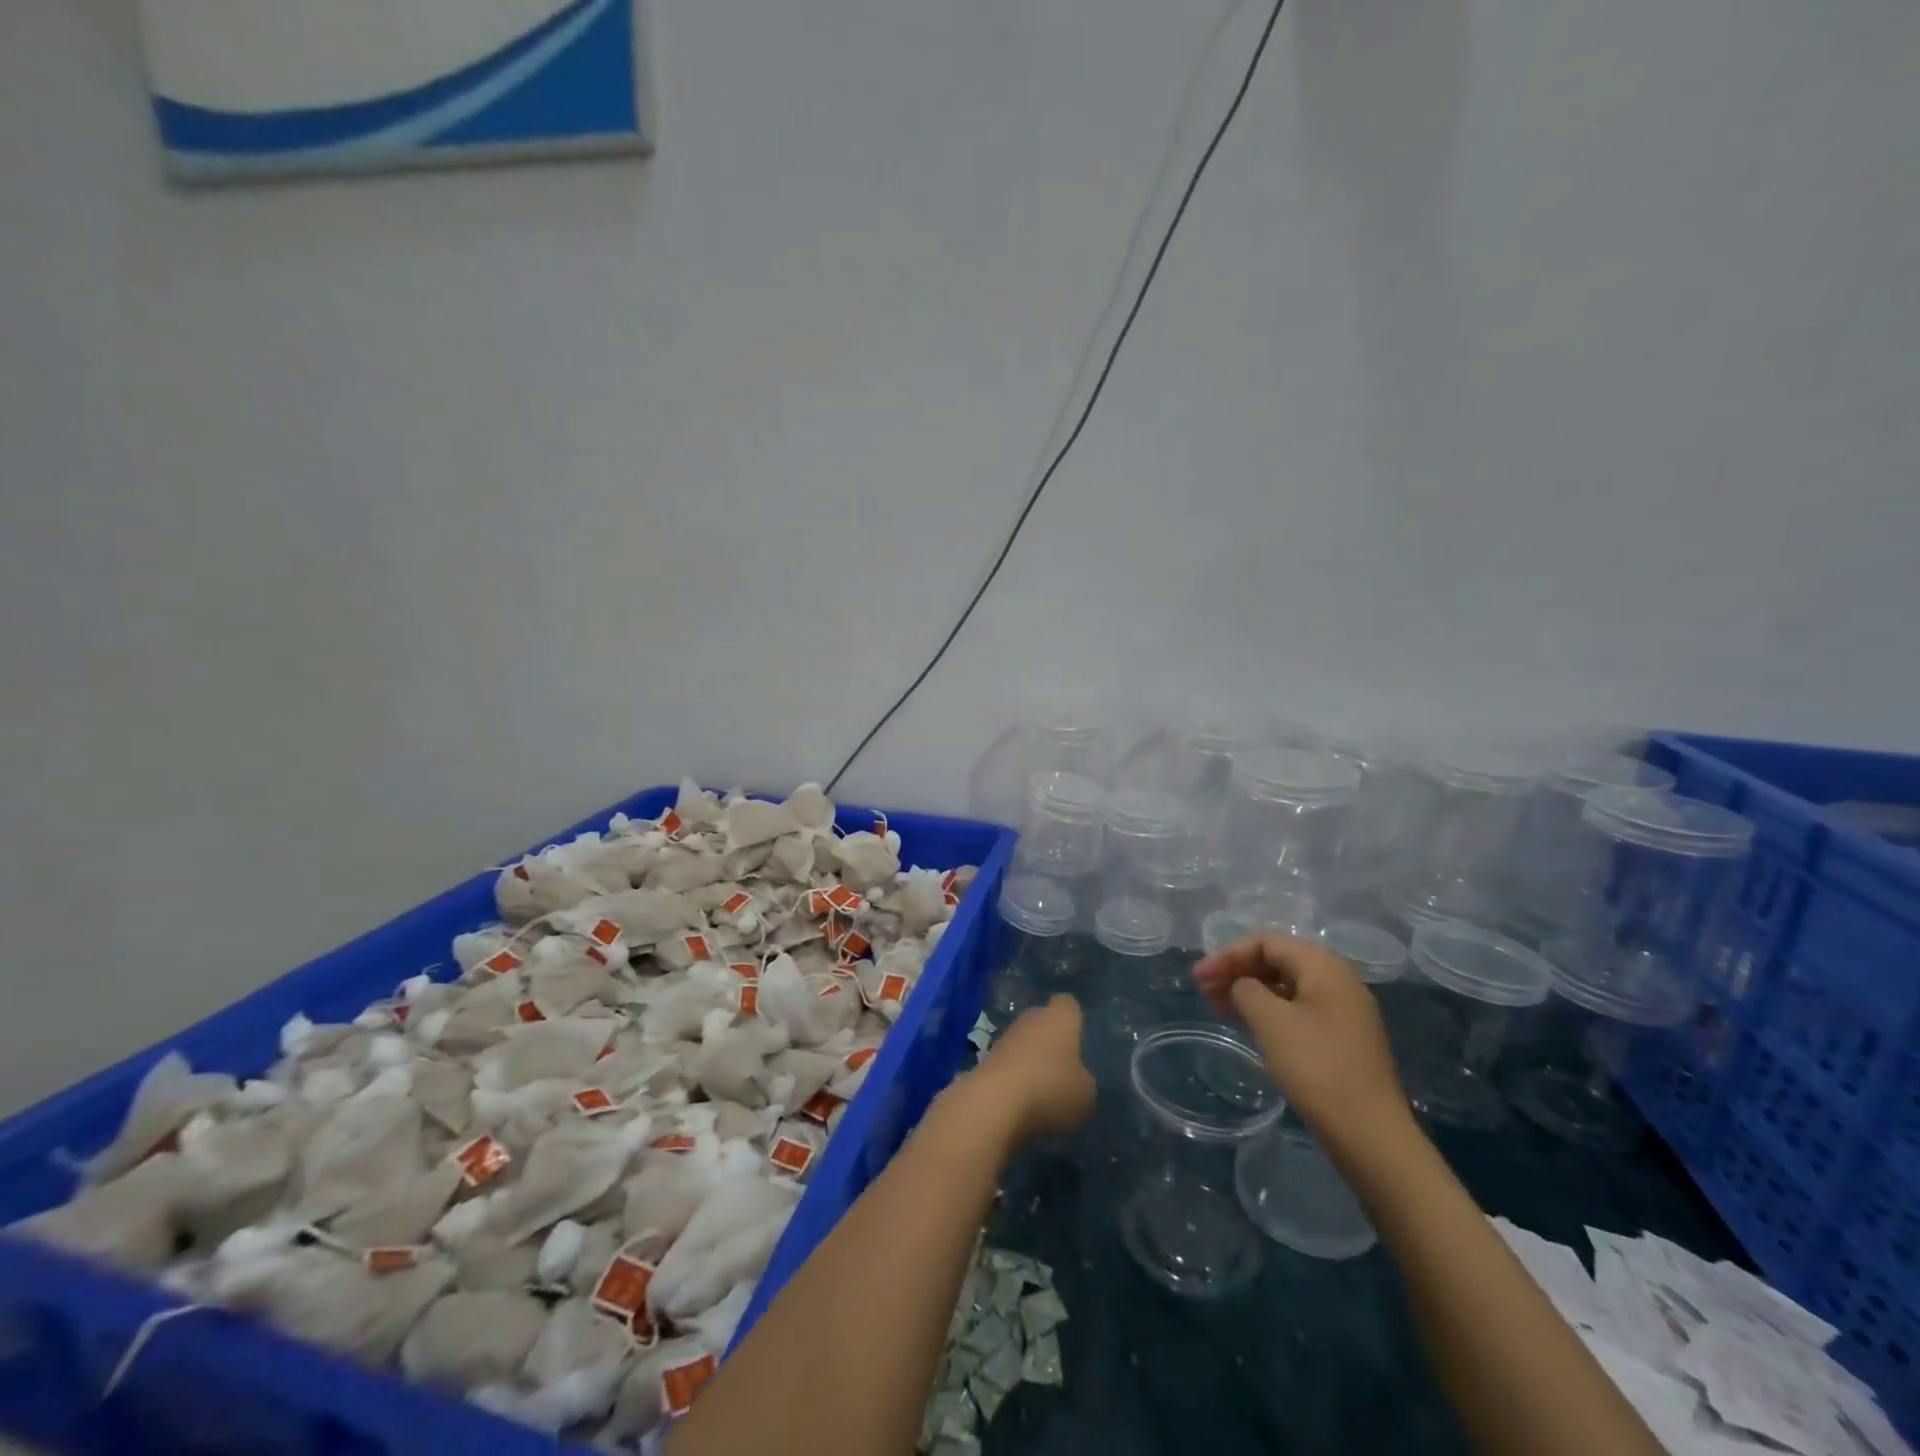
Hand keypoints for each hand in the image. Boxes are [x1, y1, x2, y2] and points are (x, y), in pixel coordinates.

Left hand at [971, 995, 1096, 1142]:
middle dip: (1052, 1040)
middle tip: (1064, 1069)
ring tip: (1043, 1091)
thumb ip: (1084, 1080)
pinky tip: (1022, 1101)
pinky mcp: (986, 1058)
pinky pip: (1008, 1063)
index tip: (1080, 1040)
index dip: (1075, 1020)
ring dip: (1031, 1060)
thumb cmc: (1051, 1088)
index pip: (1068, 1004)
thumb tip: (1077, 1078)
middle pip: (1044, 1021)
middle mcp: (1031, 1017)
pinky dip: (1015, 1077)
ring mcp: (1005, 1036)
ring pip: (1024, 1042)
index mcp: (1060, 1017)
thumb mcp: (1086, 1093)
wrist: (995, 1101)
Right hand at [1193, 935, 1407, 1143]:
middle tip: (1204, 991)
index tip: (1199, 978)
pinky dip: (1269, 1011)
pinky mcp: (1343, 1039)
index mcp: (1324, 966)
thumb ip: (1246, 990)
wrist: (1370, 1135)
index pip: (1266, 942)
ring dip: (1250, 991)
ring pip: (1287, 986)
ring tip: (1219, 1008)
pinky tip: (1250, 1027)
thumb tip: (1243, 986)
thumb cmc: (1316, 1068)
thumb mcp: (1271, 1021)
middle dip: (1237, 971)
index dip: (1228, 955)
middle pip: (1278, 960)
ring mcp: (1344, 1011)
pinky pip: (1298, 1009)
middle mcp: (1338, 980)